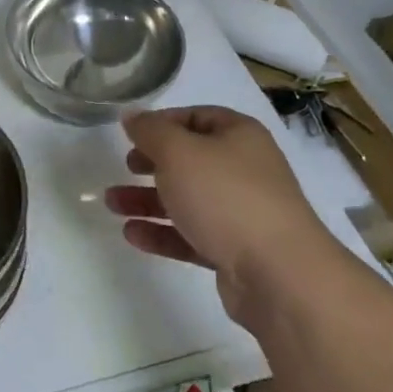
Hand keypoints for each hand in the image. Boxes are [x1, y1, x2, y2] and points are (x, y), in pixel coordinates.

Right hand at [105, 106, 334, 328]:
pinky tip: (132, 235)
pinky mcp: (235, 251)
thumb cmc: (226, 197)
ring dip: (148, 200)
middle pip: (190, 159)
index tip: (131, 135)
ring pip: (187, 199)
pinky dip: (162, 232)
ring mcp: (241, 212)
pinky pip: (192, 234)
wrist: (280, 275)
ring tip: (112, 204)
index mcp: (238, 135)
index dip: (161, 122)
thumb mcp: (178, 152)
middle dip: (151, 164)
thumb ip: (150, 131)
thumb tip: (132, 115)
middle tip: (125, 167)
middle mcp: (244, 169)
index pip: (196, 117)